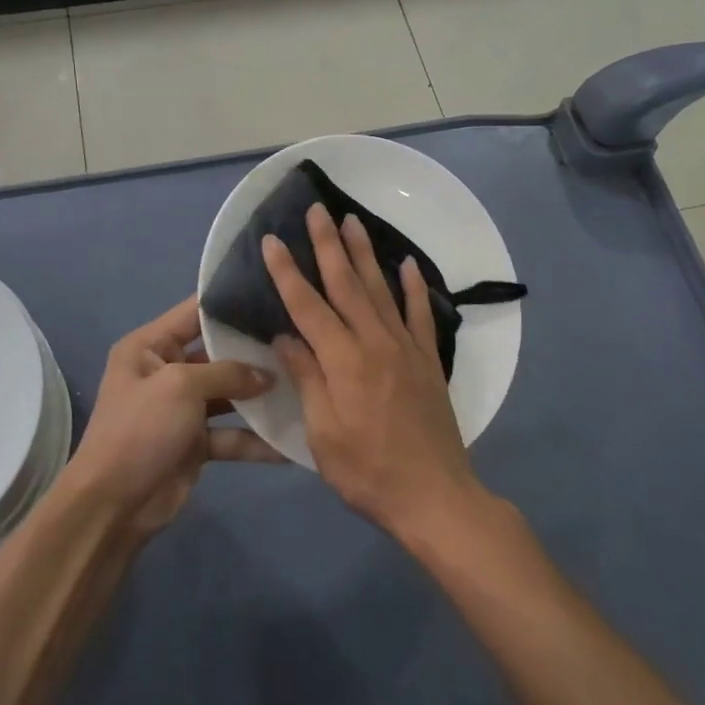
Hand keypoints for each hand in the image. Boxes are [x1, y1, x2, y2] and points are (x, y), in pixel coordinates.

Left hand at [65, 296, 281, 532]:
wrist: (113, 506)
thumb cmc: (140, 429)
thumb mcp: (181, 386)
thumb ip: (228, 373)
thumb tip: (268, 375)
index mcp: (150, 346)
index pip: (195, 311)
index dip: (231, 300)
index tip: (274, 290)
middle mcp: (166, 371)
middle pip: (219, 353)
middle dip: (256, 351)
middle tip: (302, 338)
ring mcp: (182, 409)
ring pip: (230, 395)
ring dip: (261, 397)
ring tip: (306, 385)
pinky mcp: (195, 443)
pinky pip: (232, 434)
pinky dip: (256, 440)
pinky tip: (290, 442)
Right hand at [261, 204, 486, 536]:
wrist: (433, 495)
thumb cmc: (367, 471)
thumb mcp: (323, 433)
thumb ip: (307, 379)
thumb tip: (286, 337)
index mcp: (343, 361)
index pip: (308, 306)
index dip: (287, 272)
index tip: (271, 241)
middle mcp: (375, 342)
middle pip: (347, 284)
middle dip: (328, 245)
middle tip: (317, 210)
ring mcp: (406, 348)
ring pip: (381, 289)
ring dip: (365, 253)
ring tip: (353, 221)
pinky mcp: (428, 360)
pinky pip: (420, 314)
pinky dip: (414, 286)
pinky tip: (408, 264)